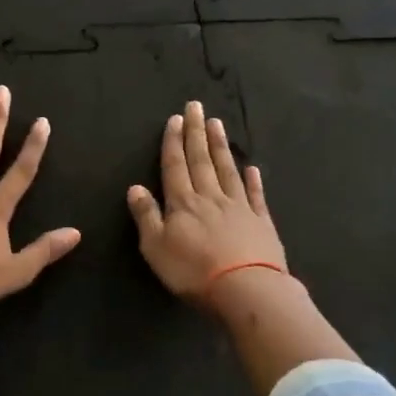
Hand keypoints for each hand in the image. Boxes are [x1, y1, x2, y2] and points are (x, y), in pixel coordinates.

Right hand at [127, 100, 286, 305]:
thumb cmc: (193, 271)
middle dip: (196, 133)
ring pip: (227, 170)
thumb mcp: (156, 247)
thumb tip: (135, 187)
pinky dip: (253, 180)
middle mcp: (210, 197)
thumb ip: (146, 216)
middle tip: (196, 107)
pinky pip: (255, 195)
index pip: (175, 166)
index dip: (173, 142)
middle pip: (201, 160)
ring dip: (221, 146)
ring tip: (217, 124)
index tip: (175, 119)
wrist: (246, 289)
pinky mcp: (261, 223)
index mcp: (183, 203)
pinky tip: (251, 167)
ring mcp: (239, 208)